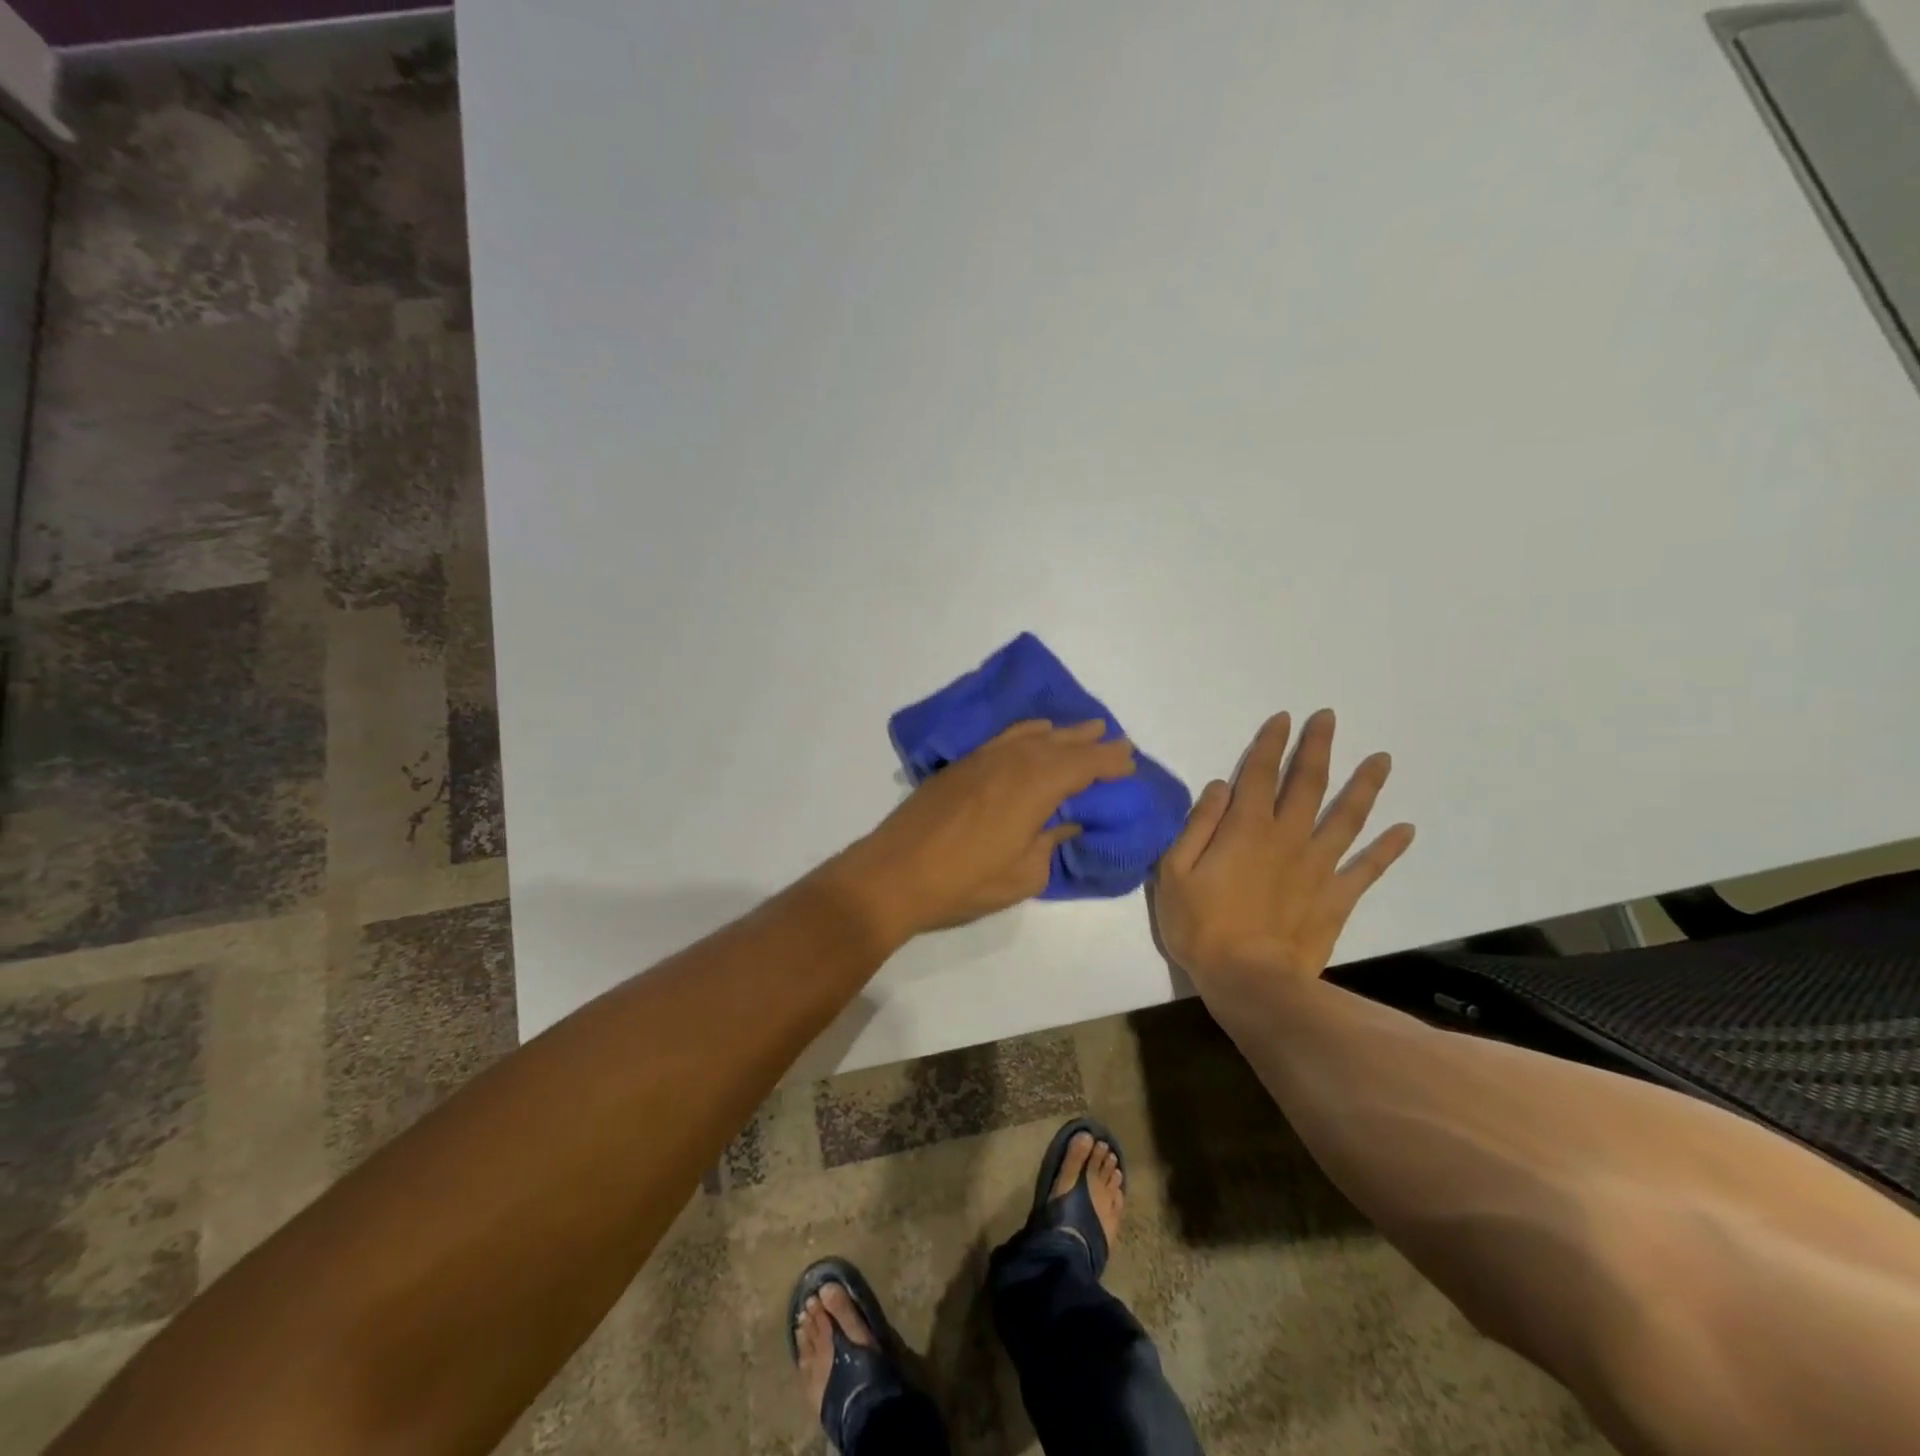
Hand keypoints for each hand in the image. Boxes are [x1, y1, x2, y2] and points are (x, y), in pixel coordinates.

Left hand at [836, 719, 1136, 942]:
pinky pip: (1005, 738)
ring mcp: (983, 759)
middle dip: (1091, 742)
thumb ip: (1050, 844)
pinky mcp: (961, 765)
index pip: (1083, 765)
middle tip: (1117, 740)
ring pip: (1032, 736)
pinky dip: (1026, 732)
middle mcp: (1012, 762)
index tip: (1129, 761)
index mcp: (1035, 787)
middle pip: (1060, 744)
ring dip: (1062, 733)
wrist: (894, 873)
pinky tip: (1034, 733)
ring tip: (1085, 728)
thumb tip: (1066, 824)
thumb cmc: (964, 881)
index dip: (1109, 762)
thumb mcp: (1023, 875)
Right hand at [1153, 709, 1413, 1005]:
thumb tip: (1219, 787)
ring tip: (1381, 759)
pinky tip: (1406, 830)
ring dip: (1364, 786)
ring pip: (1346, 817)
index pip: (1258, 774)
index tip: (1284, 719)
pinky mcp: (1337, 898)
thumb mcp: (1175, 872)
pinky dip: (1387, 848)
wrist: (1251, 981)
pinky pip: (1367, 868)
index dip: (1270, 744)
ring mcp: (1318, 866)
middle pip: (1307, 784)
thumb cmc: (1202, 927)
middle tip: (1329, 718)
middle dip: (1317, 748)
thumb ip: (1198, 825)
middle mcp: (1288, 837)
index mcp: (1246, 828)